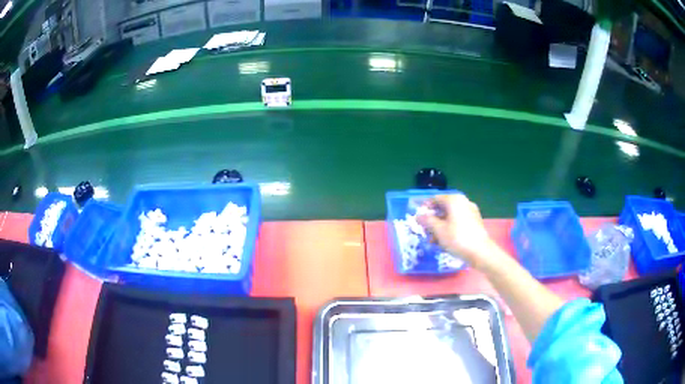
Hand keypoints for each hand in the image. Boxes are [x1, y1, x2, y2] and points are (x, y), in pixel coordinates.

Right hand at [417, 195, 498, 269]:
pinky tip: (445, 242)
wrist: (480, 252)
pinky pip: (459, 222)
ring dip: (440, 227)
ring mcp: (471, 212)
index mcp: (454, 200)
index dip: (425, 208)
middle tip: (425, 231)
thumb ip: (427, 221)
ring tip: (434, 241)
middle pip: (444, 208)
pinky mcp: (475, 222)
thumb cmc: (457, 238)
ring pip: (451, 216)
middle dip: (433, 220)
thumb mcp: (438, 230)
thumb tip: (419, 216)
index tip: (418, 218)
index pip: (435, 199)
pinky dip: (450, 229)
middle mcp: (464, 202)